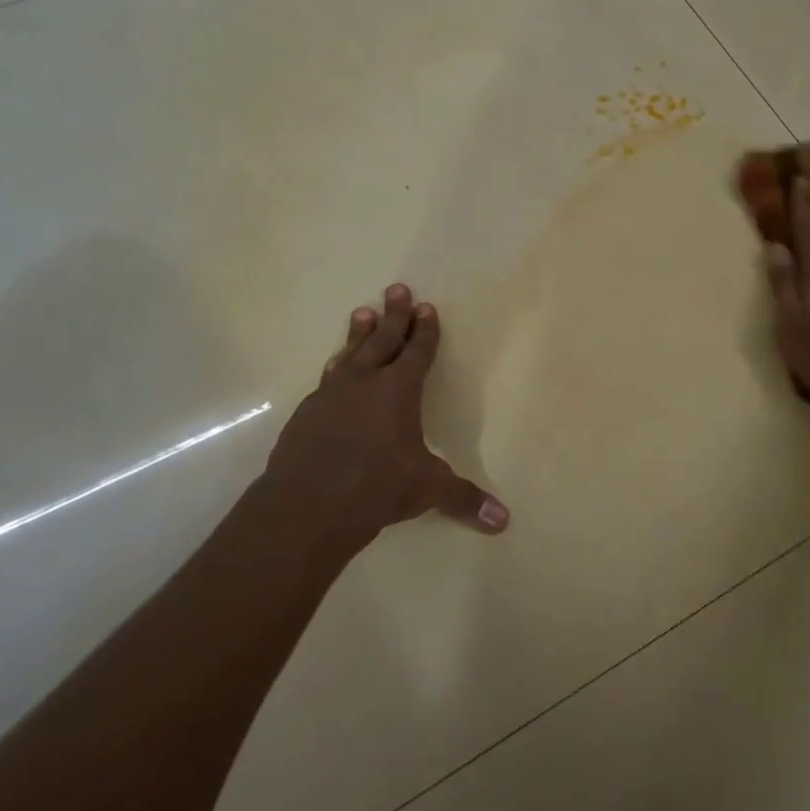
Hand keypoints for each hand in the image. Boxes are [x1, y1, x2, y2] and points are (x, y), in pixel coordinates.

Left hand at [262, 285, 507, 555]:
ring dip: (359, 333)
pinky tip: (334, 369)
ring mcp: (331, 395)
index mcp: (398, 391)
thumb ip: (463, 499)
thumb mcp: (427, 490)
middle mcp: (364, 383)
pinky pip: (327, 380)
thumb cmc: (376, 487)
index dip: (425, 331)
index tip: (426, 307)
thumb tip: (504, 521)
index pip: (417, 352)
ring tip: (362, 312)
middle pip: (382, 340)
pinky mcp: (306, 414)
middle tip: (397, 289)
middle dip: (394, 315)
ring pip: (349, 354)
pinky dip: (336, 368)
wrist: (306, 505)